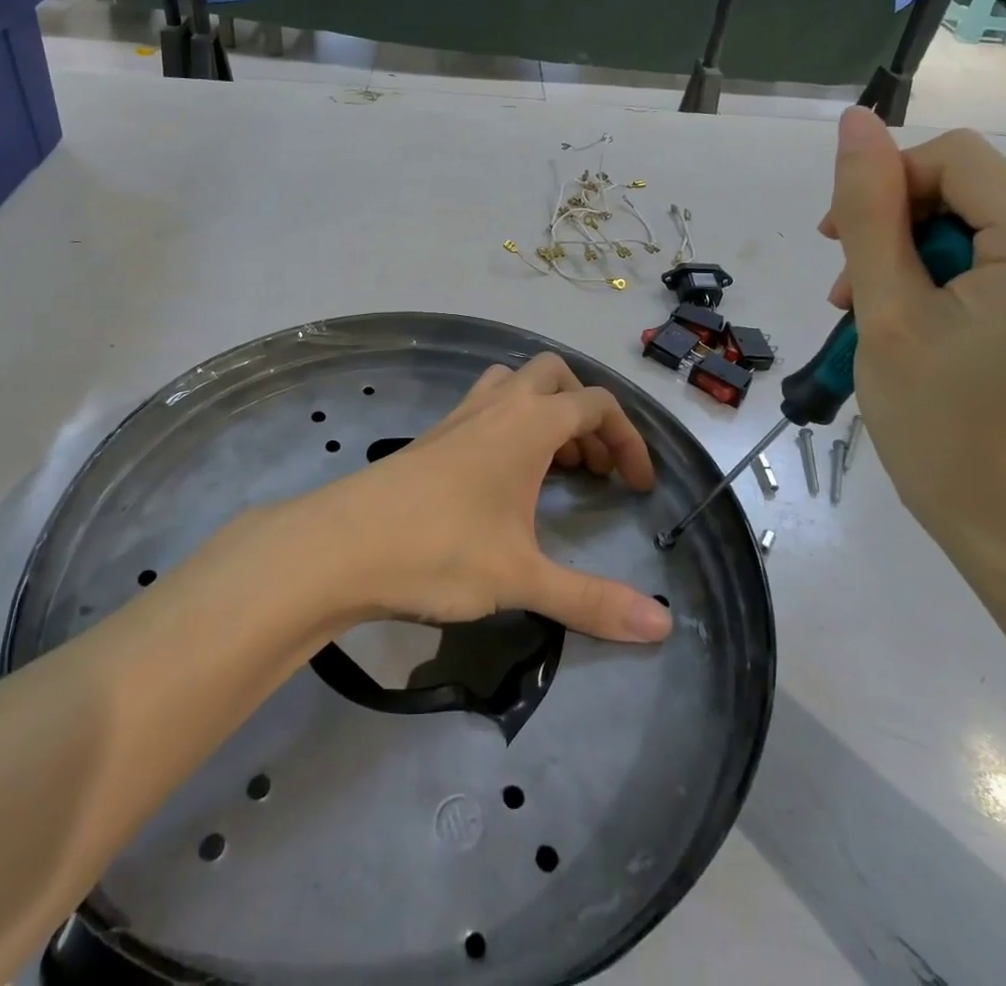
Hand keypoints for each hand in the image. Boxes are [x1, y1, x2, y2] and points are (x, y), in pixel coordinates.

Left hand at [296, 354, 673, 643]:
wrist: (342, 545)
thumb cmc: (441, 550)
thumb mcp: (522, 579)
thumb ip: (593, 601)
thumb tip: (663, 627)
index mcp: (530, 423)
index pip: (597, 405)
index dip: (629, 440)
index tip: (637, 486)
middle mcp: (498, 405)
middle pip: (556, 377)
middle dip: (586, 413)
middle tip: (593, 466)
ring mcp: (460, 415)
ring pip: (515, 384)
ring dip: (544, 412)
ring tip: (554, 467)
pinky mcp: (433, 435)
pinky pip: (486, 407)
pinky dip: (510, 425)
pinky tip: (503, 478)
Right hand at [821, 109, 1005, 585]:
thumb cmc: (941, 427)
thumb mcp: (886, 312)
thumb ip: (868, 211)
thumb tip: (855, 122)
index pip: (955, 158)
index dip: (884, 188)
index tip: (838, 248)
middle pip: (966, 187)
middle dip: (894, 227)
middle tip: (849, 295)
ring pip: (972, 219)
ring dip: (909, 254)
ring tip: (871, 312)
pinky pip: (995, 251)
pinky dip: (941, 274)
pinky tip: (912, 316)